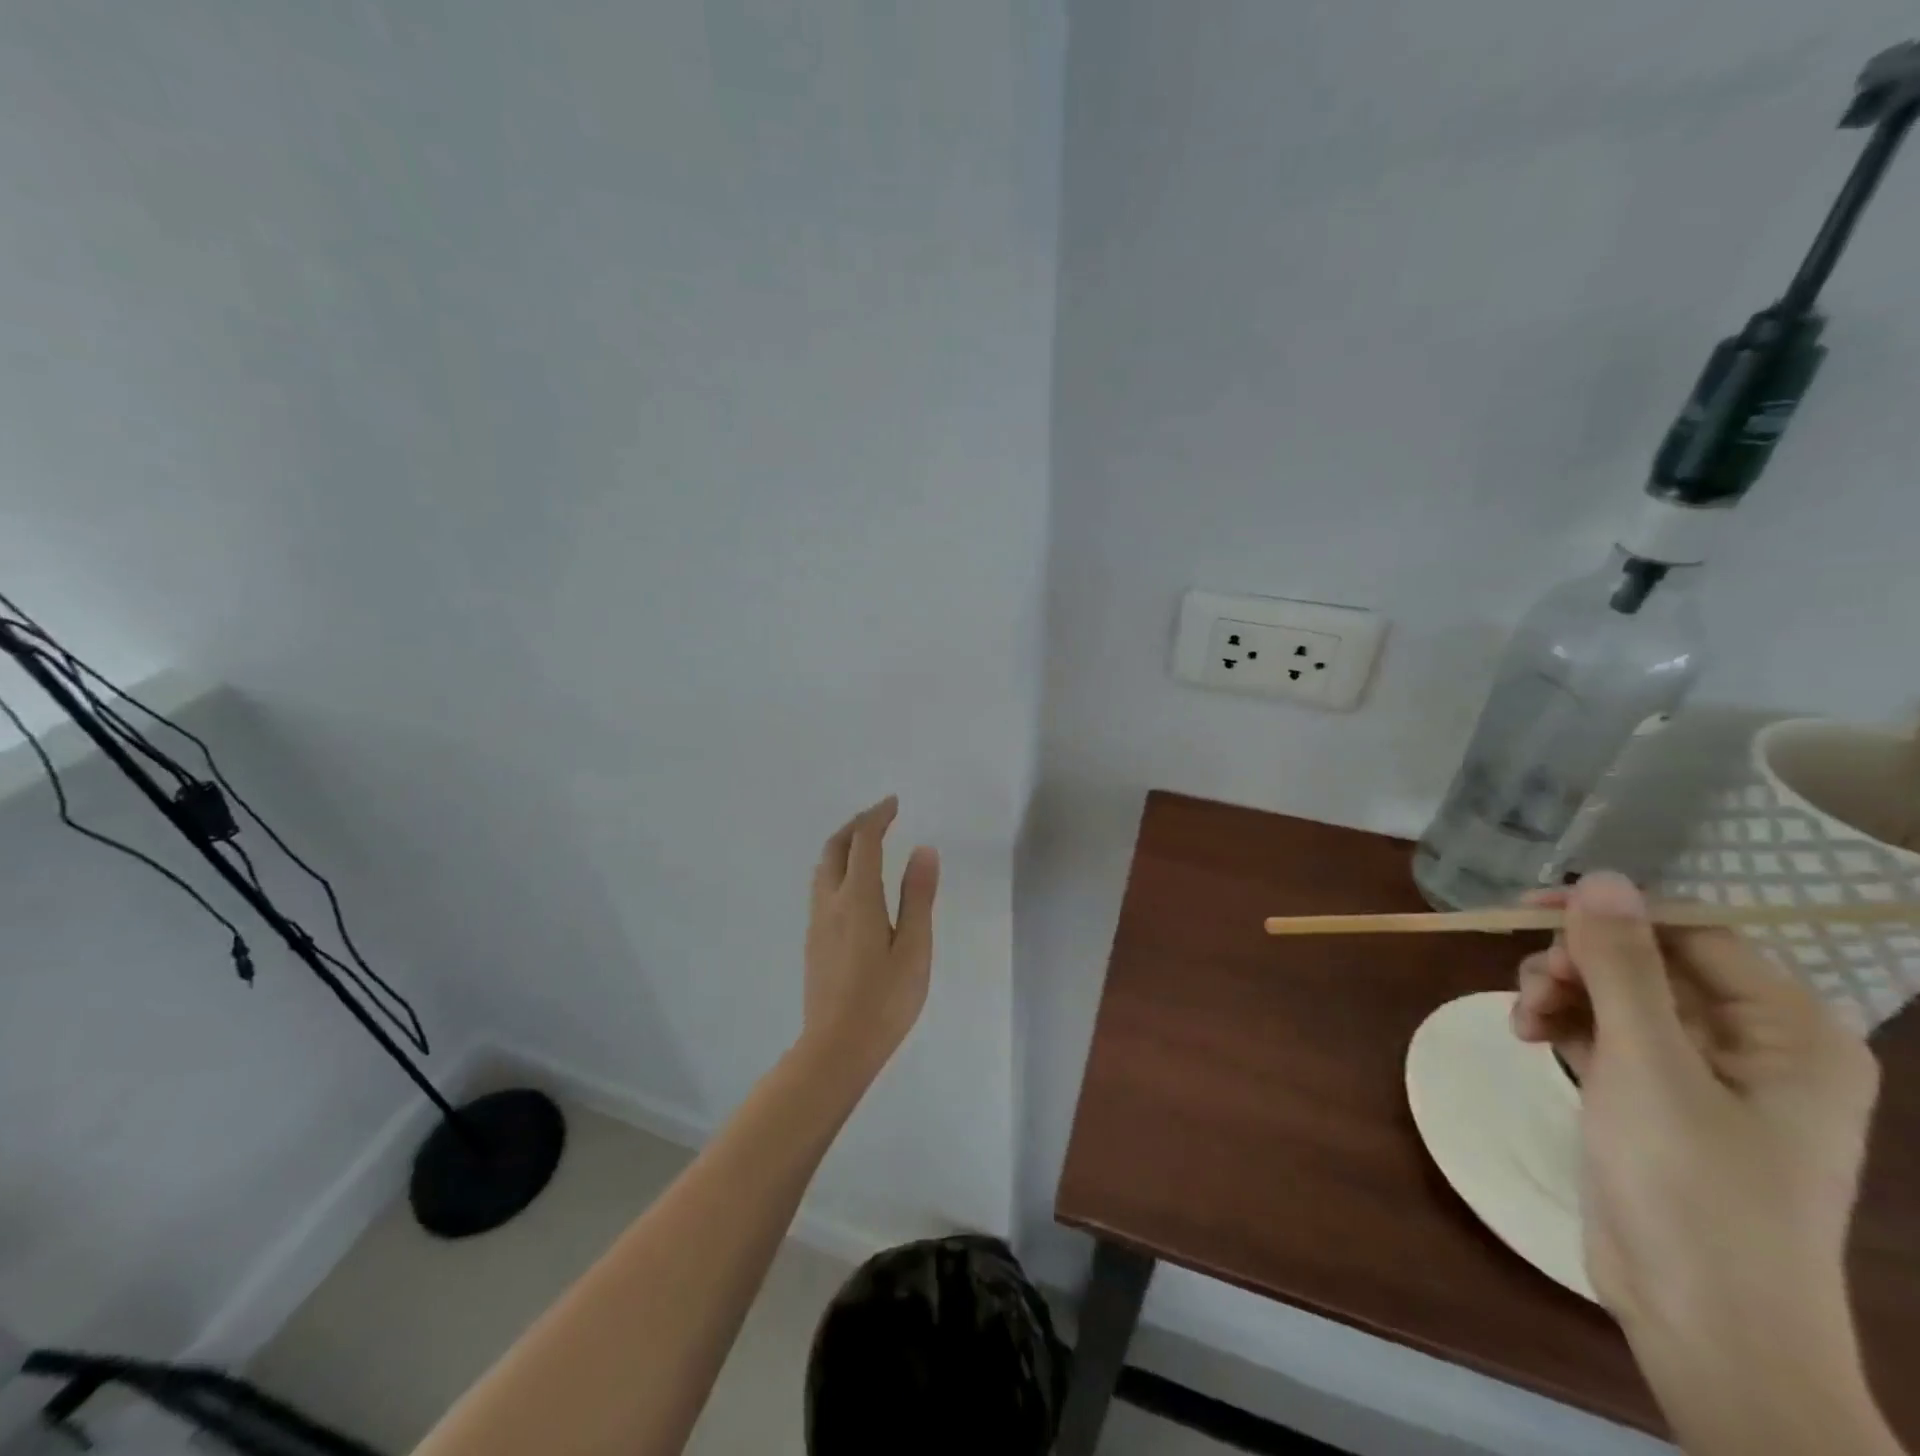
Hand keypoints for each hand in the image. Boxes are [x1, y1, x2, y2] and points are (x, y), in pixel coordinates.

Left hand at [802, 796, 939, 1079]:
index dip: (877, 817)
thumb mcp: (914, 949)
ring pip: (823, 867)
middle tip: (880, 817)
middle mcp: (830, 902)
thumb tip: (924, 850)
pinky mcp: (813, 940)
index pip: (863, 842)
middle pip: (835, 847)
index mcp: (858, 898)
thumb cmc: (884, 1000)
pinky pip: (821, 887)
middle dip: (856, 825)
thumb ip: (918, 897)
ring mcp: (817, 922)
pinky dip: (838, 868)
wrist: (835, 1048)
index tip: (893, 803)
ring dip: (843, 845)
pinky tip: (854, 885)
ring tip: (868, 844)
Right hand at [1513, 873, 1894, 1455]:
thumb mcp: (1648, 1066)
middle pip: (1649, 962)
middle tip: (1534, 989)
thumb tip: (1601, 877)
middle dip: (1579, 965)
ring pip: (1617, 994)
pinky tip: (1529, 1036)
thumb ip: (1623, 967)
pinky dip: (1563, 1024)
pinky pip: (1604, 1031)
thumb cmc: (1694, 1188)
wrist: (1701, 1321)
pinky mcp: (1656, 1097)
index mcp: (1789, 1032)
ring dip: (1561, 992)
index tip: (1529, 909)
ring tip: (1523, 1021)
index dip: (1613, 914)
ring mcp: (1702, 1073)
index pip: (1695, 934)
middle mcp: (1754, 1044)